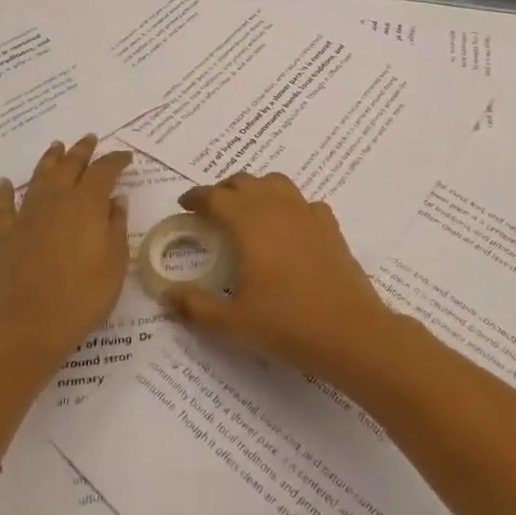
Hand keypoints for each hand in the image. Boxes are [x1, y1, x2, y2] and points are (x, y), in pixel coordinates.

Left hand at [0, 136, 131, 366]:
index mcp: (87, 205)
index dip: (116, 161)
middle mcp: (56, 202)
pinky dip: (5, 192)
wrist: (28, 327)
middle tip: (90, 139)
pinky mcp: (4, 236)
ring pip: (39, 178)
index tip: (126, 157)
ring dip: (50, 160)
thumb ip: (116, 227)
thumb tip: (115, 201)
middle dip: (82, 151)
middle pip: (70, 166)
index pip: (104, 172)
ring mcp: (26, 217)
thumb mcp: (114, 264)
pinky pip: (4, 207)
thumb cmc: (82, 298)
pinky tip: (5, 182)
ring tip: (57, 147)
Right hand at [162, 172, 400, 381]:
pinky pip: (304, 203)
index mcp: (248, 222)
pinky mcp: (330, 227)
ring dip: (256, 189)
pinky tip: (288, 227)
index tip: (184, 206)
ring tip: (246, 211)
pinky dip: (289, 206)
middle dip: (223, 190)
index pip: (215, 197)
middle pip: (244, 182)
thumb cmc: (285, 323)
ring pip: (276, 183)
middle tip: (210, 210)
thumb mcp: (231, 322)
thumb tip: (166, 295)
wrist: (349, 332)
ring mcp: (307, 214)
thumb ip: (195, 306)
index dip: (196, 198)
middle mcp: (277, 208)